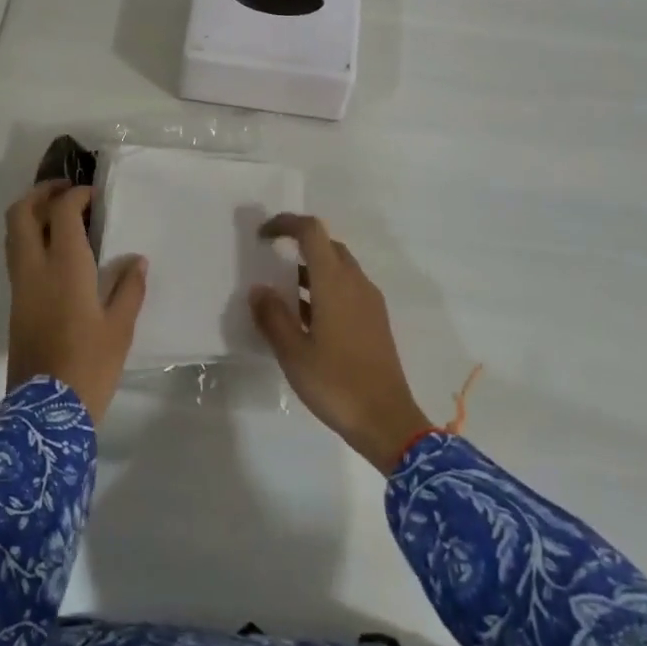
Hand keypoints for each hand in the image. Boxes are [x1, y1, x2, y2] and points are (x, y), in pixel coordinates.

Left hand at [5, 181, 146, 425]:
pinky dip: (30, 238)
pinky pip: (16, 256)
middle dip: (40, 193)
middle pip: (20, 213)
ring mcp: (19, 286)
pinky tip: (55, 250)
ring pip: (13, 234)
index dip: (76, 195)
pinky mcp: (15, 304)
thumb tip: (136, 261)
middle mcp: (34, 268)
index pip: (62, 212)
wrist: (44, 412)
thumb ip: (129, 288)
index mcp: (65, 266)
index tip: (94, 195)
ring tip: (59, 214)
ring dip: (31, 214)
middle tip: (65, 190)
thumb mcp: (120, 328)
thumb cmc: (90, 365)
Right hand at [250, 214, 429, 474]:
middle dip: (298, 245)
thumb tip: (258, 289)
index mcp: (335, 282)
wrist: (388, 421)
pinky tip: (307, 319)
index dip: (285, 224)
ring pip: (339, 268)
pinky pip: (347, 288)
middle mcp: (356, 282)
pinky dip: (325, 288)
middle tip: (271, 261)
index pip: (312, 231)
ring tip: (283, 293)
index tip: (262, 236)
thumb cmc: (336, 383)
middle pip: (327, 245)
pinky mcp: (376, 320)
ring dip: (311, 269)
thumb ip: (273, 317)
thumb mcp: (293, 353)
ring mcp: (370, 301)